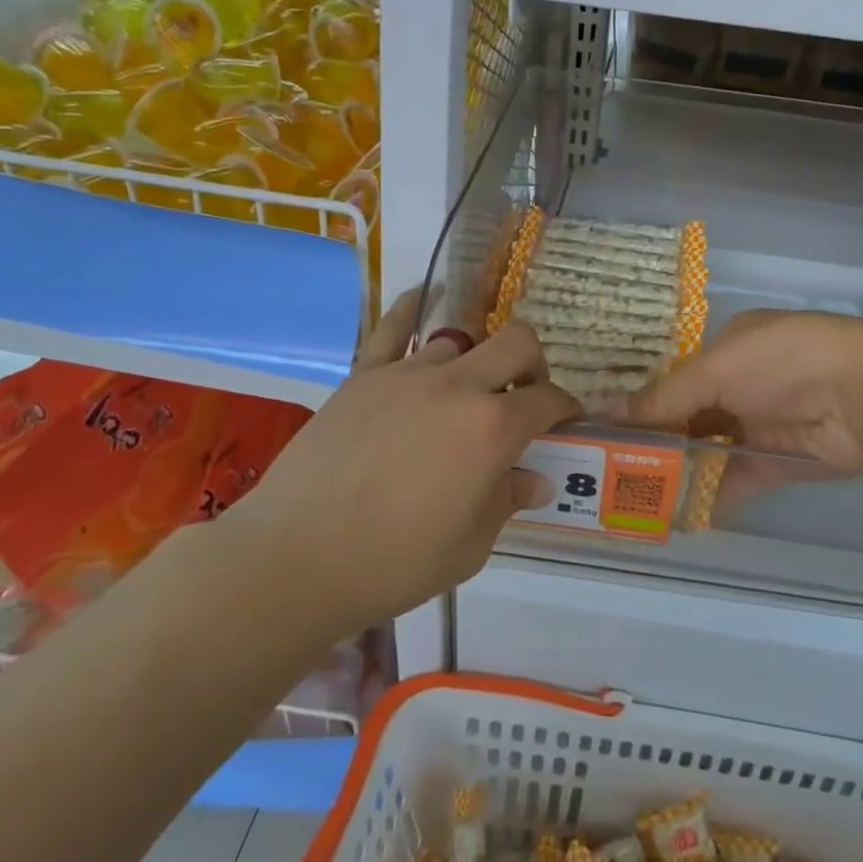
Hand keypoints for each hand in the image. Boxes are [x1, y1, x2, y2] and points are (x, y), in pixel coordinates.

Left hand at [231, 292, 580, 636]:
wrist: (296, 557)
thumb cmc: (394, 562)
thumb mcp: (471, 546)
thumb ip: (507, 501)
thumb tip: (533, 479)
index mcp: (493, 429)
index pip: (548, 400)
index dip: (566, 409)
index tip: (566, 423)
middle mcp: (458, 386)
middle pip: (516, 342)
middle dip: (534, 363)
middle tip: (525, 396)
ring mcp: (407, 373)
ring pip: (460, 340)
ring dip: (476, 361)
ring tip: (464, 392)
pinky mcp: (363, 374)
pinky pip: (394, 326)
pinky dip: (414, 308)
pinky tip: (423, 299)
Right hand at [622, 310, 862, 475]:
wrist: (862, 397)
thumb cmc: (780, 363)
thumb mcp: (714, 371)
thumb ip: (662, 399)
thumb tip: (604, 413)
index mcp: (729, 346)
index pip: (677, 375)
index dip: (645, 399)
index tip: (609, 426)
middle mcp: (745, 382)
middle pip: (691, 414)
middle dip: (658, 439)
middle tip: (613, 466)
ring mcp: (763, 423)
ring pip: (710, 449)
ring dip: (680, 469)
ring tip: (635, 493)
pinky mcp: (779, 462)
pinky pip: (735, 480)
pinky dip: (710, 495)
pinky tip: (677, 512)